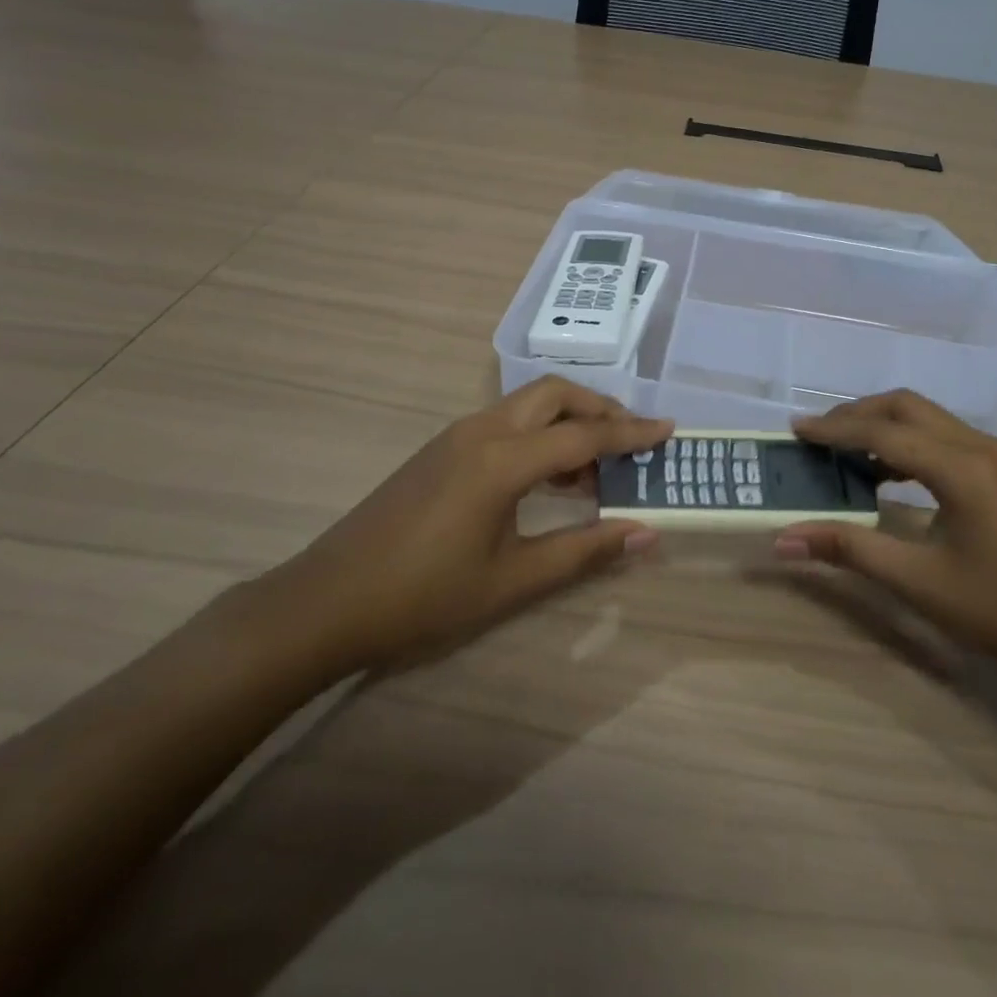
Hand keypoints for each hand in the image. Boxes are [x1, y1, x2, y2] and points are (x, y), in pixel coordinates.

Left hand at [253, 377, 671, 679]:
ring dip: (569, 420)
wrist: (327, 602)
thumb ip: (584, 550)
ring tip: (597, 467)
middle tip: (632, 441)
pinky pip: (506, 422)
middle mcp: (482, 431)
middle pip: (554, 394)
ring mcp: (456, 436)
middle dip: (600, 409)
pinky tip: (549, 477)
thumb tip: (645, 532)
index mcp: (502, 460)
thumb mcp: (512, 580)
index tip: (669, 430)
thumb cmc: (424, 596)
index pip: (584, 434)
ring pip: (528, 404)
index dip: (631, 434)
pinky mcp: (441, 449)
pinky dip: (540, 434)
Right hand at [774, 390, 996, 682]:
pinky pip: (944, 437)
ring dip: (883, 425)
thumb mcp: (918, 581)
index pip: (883, 433)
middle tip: (817, 435)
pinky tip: (887, 473)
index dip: (835, 430)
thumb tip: (784, 540)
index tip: (795, 430)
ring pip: (928, 418)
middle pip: (906, 407)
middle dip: (857, 415)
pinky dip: (908, 442)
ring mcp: (996, 457)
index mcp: (960, 468)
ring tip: (843, 450)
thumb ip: (849, 549)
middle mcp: (979, 447)